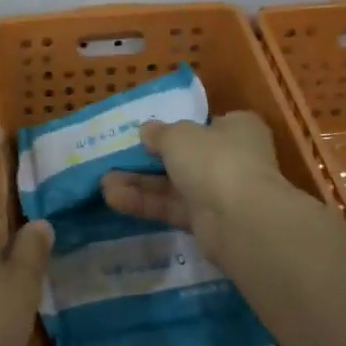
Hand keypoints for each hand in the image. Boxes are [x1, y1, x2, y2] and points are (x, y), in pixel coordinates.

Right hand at [101, 111, 283, 260]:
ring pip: (174, 185)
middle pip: (186, 156)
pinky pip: (172, 208)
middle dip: (150, 159)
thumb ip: (160, 132)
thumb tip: (147, 131)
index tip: (154, 131)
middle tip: (118, 159)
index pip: (210, 123)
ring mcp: (221, 192)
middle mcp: (233, 159)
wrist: (241, 220)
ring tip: (104, 183)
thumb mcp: (178, 135)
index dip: (183, 126)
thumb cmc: (214, 159)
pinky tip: (115, 199)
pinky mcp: (208, 222)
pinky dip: (146, 203)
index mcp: (237, 129)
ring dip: (140, 183)